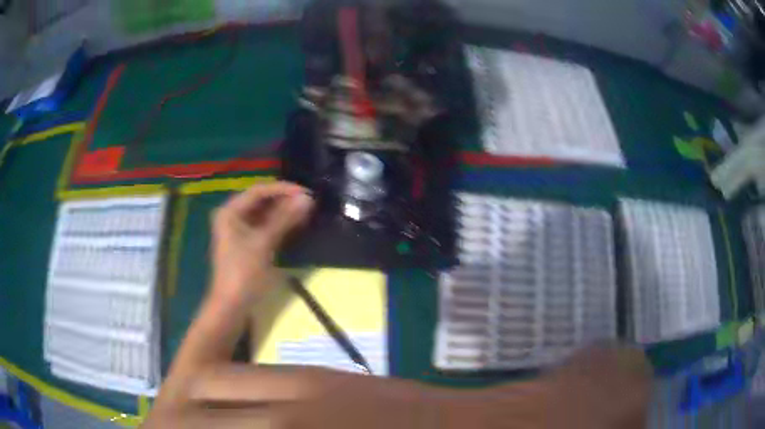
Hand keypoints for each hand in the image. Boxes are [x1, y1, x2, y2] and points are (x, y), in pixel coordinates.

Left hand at [210, 181, 313, 303]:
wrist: (232, 306)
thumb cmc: (243, 273)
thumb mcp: (264, 244)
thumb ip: (284, 219)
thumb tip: (307, 199)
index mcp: (230, 212)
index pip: (259, 191)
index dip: (282, 189)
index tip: (306, 193)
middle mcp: (233, 216)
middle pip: (261, 201)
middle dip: (284, 201)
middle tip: (309, 203)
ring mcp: (239, 230)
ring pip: (264, 214)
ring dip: (284, 212)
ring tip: (306, 212)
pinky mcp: (247, 243)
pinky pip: (265, 227)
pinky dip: (279, 225)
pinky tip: (296, 225)